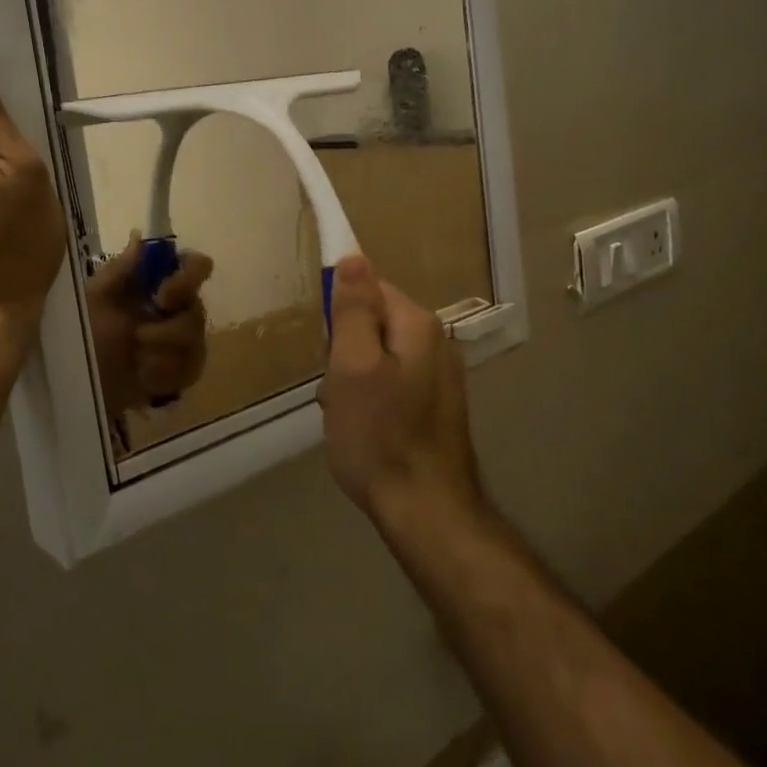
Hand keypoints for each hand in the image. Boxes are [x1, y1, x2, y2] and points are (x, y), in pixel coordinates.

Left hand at [87, 235, 213, 414]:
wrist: (75, 382)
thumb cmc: (84, 333)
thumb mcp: (94, 300)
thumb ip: (120, 270)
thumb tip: (139, 235)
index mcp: (157, 283)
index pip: (197, 266)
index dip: (189, 278)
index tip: (162, 297)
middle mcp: (177, 308)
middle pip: (198, 311)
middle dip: (168, 330)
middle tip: (139, 337)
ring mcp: (183, 342)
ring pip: (196, 344)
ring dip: (162, 355)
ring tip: (135, 361)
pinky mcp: (182, 372)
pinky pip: (189, 371)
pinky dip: (164, 375)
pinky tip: (143, 377)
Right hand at [318, 255, 481, 531]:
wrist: (426, 510)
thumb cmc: (379, 435)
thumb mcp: (352, 367)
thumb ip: (353, 310)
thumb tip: (353, 257)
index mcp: (417, 325)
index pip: (370, 287)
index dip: (339, 311)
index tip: (326, 346)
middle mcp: (436, 342)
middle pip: (375, 321)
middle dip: (345, 348)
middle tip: (333, 386)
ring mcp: (440, 376)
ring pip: (379, 355)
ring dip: (354, 376)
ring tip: (343, 412)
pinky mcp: (436, 405)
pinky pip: (392, 382)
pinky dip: (371, 397)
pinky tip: (362, 426)